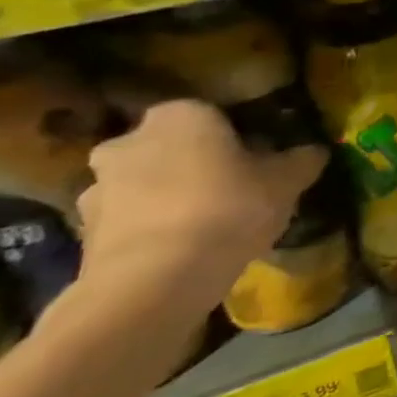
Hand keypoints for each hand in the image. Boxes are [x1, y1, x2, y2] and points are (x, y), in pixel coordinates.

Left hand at [76, 100, 326, 317]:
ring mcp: (98, 187)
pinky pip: (130, 220)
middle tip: (234, 188)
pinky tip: (183, 250)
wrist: (153, 282)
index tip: (261, 158)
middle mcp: (129, 140)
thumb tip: (313, 151)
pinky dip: (152, 229)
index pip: (215, 113)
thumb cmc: (228, 209)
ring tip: (208, 225)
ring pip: (147, 183)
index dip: (240, 135)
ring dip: (169, 197)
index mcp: (181, 115)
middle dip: (196, 163)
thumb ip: (301, 160)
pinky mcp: (83, 232)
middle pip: (174, 146)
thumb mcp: (286, 181)